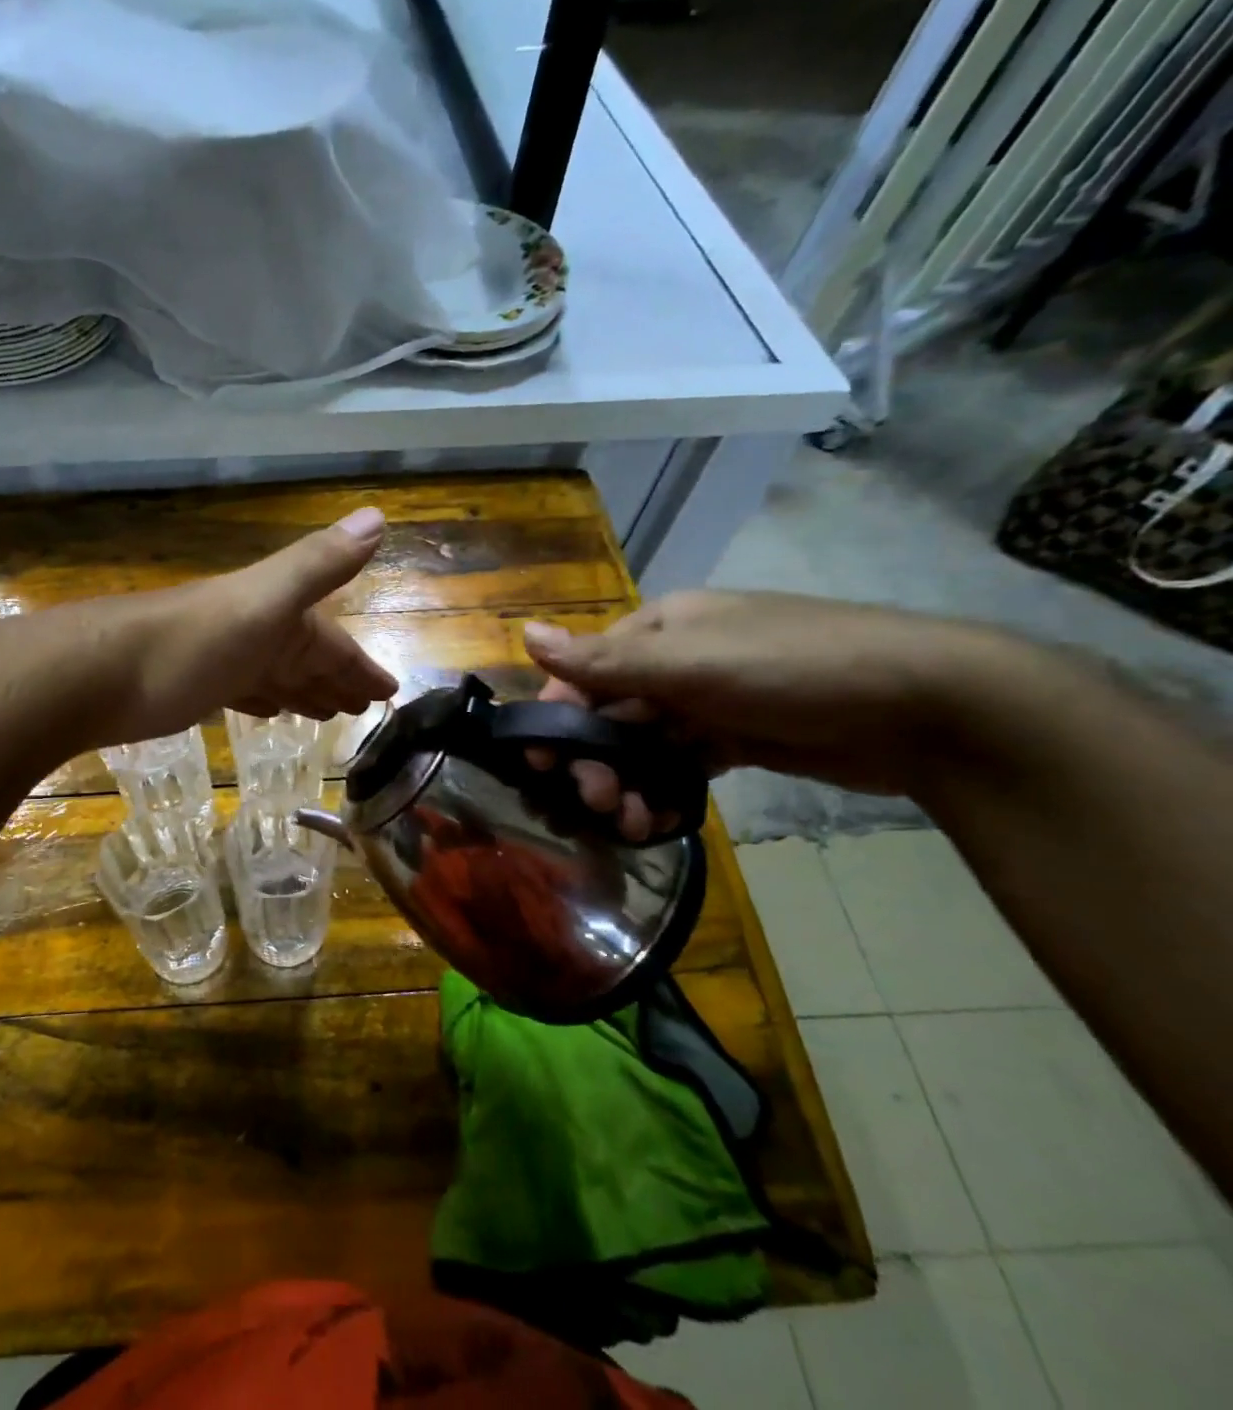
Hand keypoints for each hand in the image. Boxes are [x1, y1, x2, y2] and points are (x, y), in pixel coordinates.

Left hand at [83, 507, 398, 746]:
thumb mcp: (261, 601)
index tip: (391, 692)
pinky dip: (264, 700)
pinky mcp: (193, 688)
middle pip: (307, 659)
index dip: (362, 666)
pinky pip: (244, 692)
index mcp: (277, 616)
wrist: (96, 674)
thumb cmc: (188, 645)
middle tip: (365, 709)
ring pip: (277, 676)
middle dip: (338, 679)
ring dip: (304, 690)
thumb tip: (378, 515)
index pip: (333, 643)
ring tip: (329, 713)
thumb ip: (316, 564)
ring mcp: (222, 660)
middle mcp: (253, 633)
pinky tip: (270, 711)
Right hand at [521, 591, 1015, 833]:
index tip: (541, 765)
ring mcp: (709, 701)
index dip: (558, 716)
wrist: (928, 707)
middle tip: (595, 803)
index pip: (585, 672)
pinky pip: (680, 765)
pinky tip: (657, 819)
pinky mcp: (737, 739)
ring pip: (643, 744)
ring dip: (626, 781)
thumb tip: (523, 631)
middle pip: (610, 712)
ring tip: (629, 822)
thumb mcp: (690, 663)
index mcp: (660, 629)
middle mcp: (677, 661)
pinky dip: (663, 791)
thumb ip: (604, 660)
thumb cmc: (793, 669)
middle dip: (595, 759)